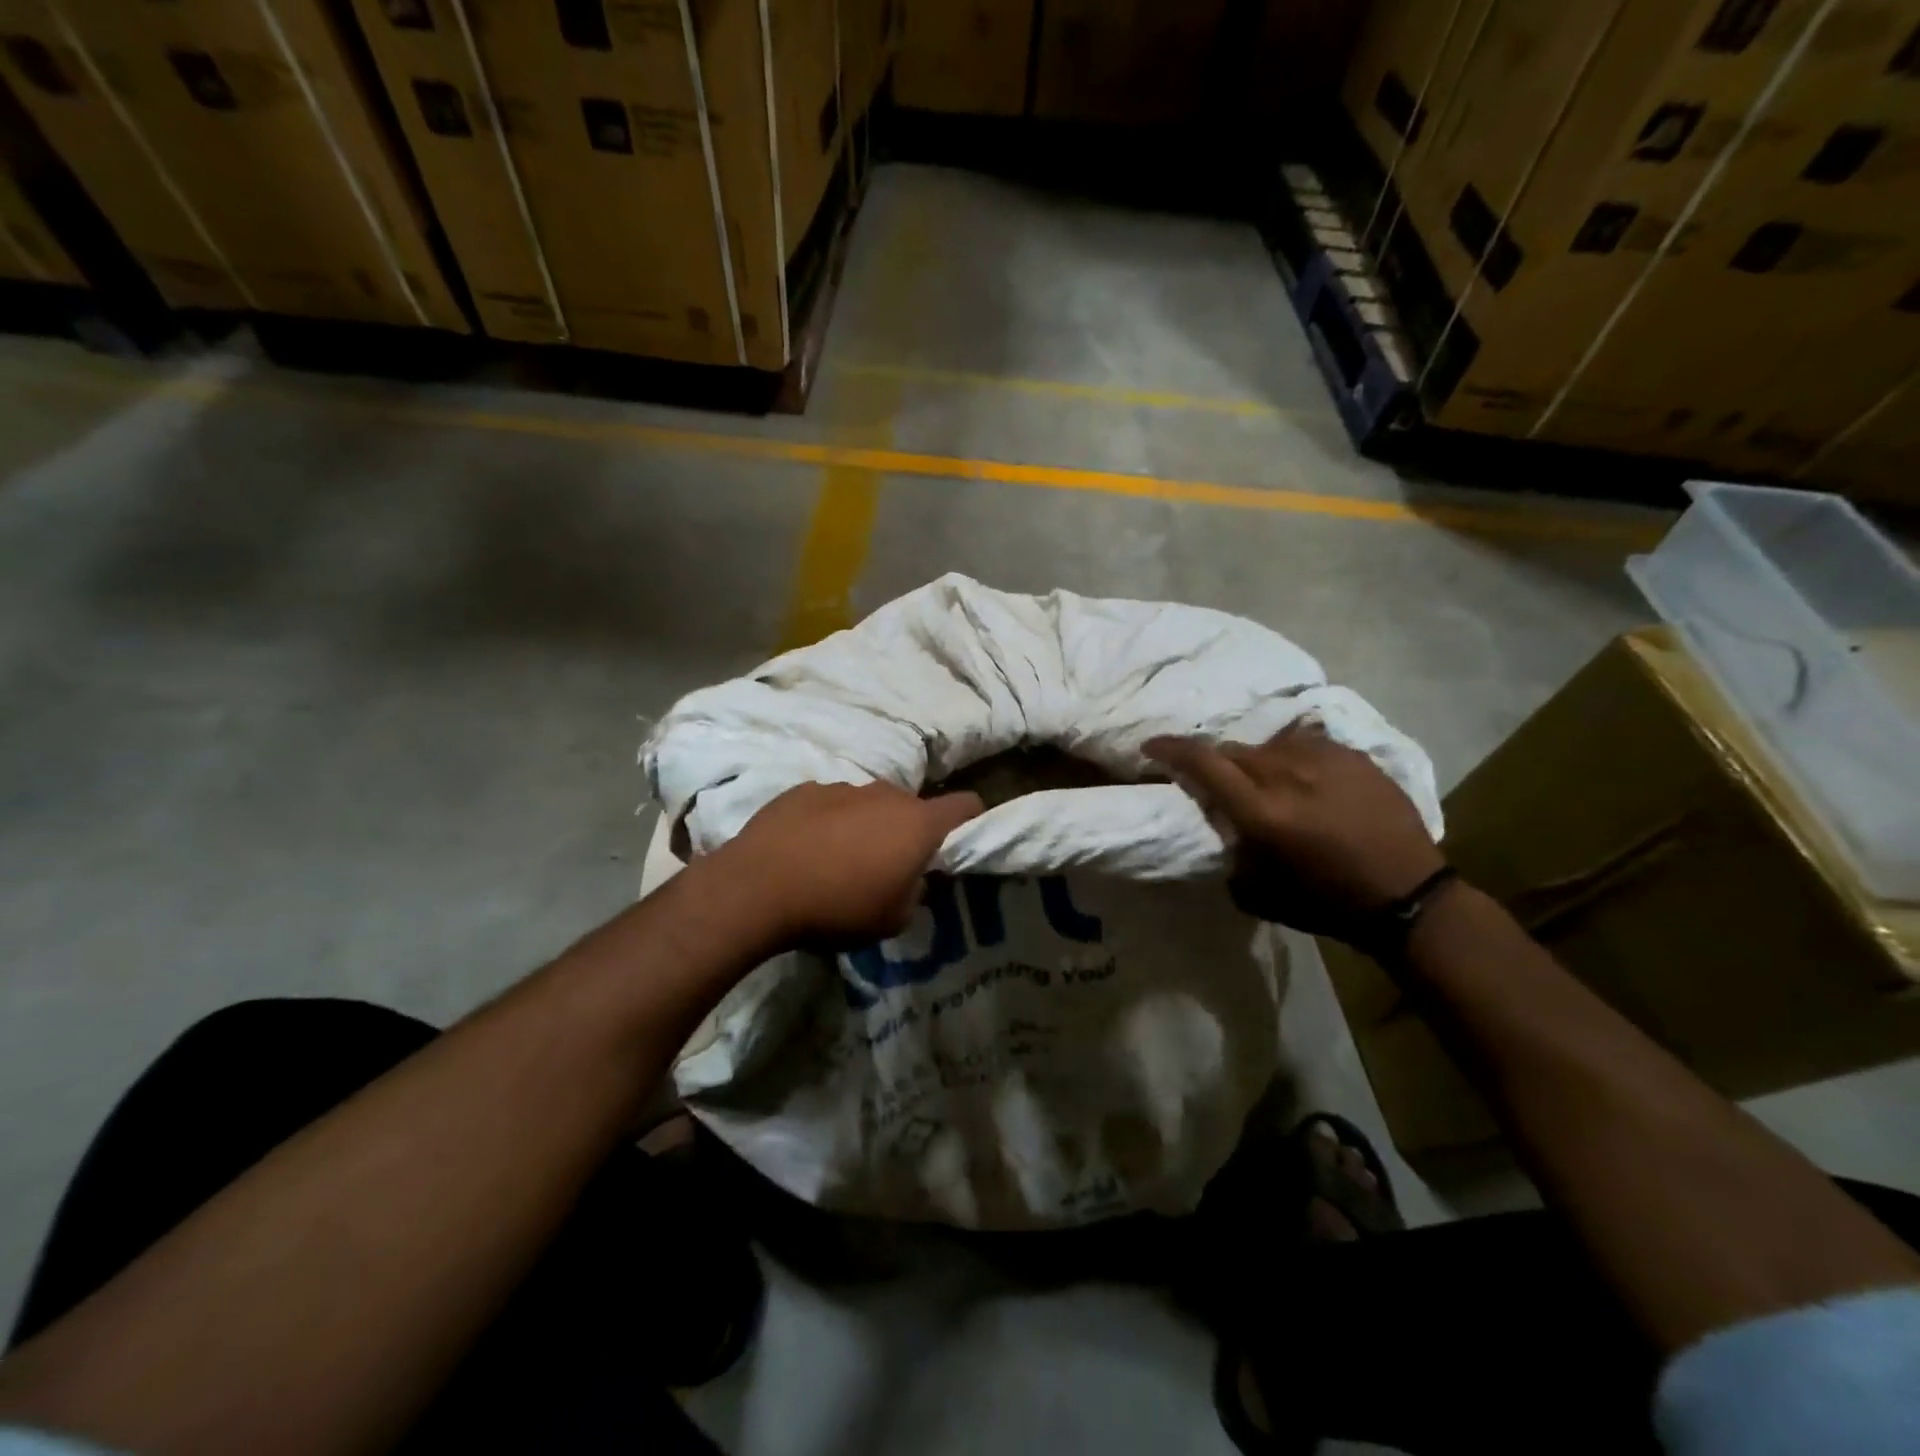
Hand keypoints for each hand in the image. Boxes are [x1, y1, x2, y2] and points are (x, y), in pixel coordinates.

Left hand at [714, 781, 983, 945]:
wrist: (756, 888)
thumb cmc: (837, 907)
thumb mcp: (893, 919)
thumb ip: (917, 892)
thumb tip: (913, 877)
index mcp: (917, 822)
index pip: (967, 804)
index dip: (971, 822)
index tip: (958, 847)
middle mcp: (885, 794)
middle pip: (912, 807)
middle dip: (909, 832)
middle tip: (889, 868)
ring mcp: (842, 787)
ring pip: (870, 804)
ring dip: (866, 826)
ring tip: (839, 862)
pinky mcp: (803, 790)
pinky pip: (831, 804)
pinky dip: (829, 823)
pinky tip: (806, 852)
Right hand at [1145, 724, 1442, 936]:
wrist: (1409, 896)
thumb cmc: (1327, 903)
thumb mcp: (1260, 893)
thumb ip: (1231, 853)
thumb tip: (1221, 828)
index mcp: (1263, 812)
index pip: (1204, 763)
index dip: (1171, 749)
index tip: (1151, 746)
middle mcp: (1289, 775)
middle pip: (1233, 751)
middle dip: (1215, 762)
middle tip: (1215, 780)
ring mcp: (1325, 759)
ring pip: (1269, 745)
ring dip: (1256, 762)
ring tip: (1266, 782)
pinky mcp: (1354, 755)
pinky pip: (1306, 744)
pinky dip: (1293, 757)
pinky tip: (1304, 777)